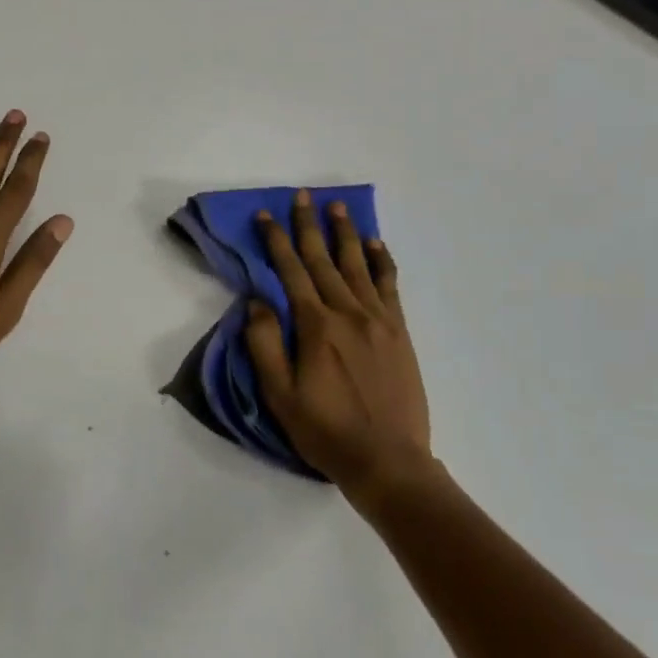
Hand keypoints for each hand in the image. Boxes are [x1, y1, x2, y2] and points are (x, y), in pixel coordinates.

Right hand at [245, 191, 439, 507]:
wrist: (388, 460)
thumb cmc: (325, 430)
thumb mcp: (279, 394)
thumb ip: (264, 344)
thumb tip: (257, 301)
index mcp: (315, 326)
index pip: (291, 272)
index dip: (276, 241)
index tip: (265, 216)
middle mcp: (348, 313)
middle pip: (324, 260)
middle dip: (309, 226)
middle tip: (302, 196)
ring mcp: (379, 321)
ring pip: (358, 266)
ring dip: (346, 234)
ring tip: (338, 207)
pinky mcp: (400, 333)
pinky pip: (390, 287)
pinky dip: (382, 262)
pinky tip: (376, 245)